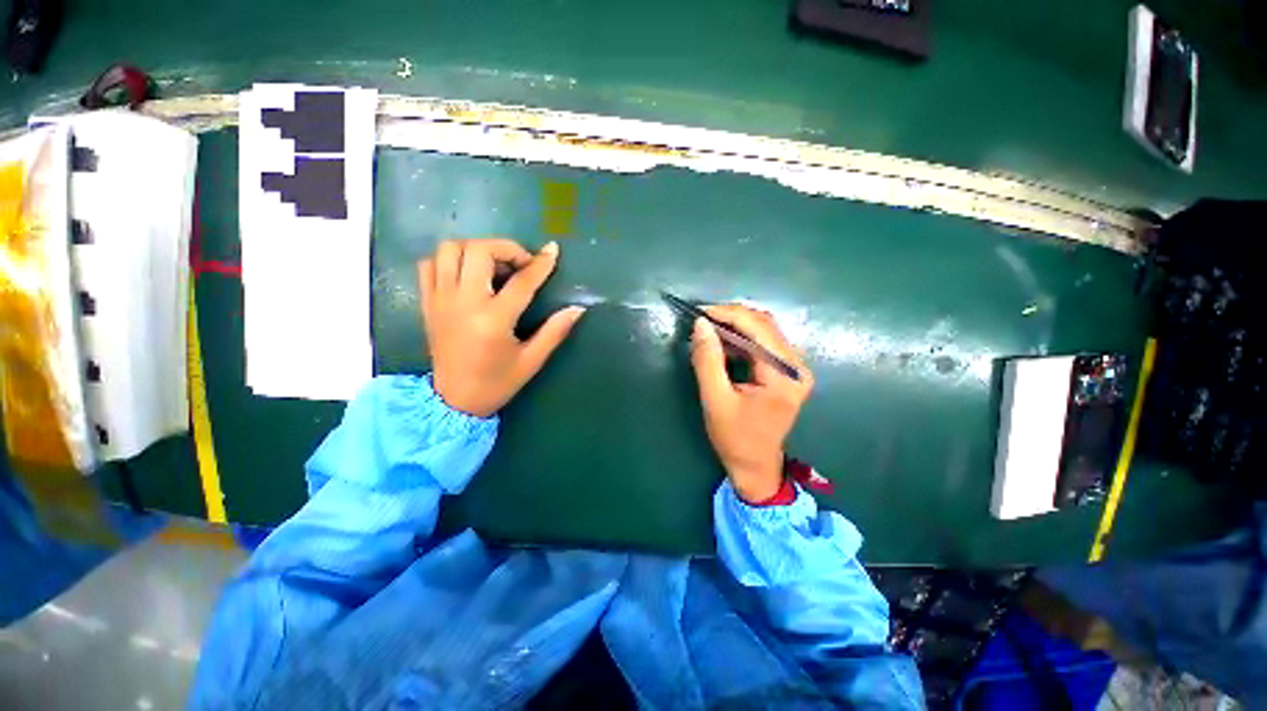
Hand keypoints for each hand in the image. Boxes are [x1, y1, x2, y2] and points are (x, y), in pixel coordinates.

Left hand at [417, 239, 583, 417]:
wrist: (454, 401)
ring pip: (450, 250)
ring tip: (495, 265)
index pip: (521, 281)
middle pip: (479, 251)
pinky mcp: (428, 303)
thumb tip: (578, 309)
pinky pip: (430, 264)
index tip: (552, 251)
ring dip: (477, 249)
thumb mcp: (532, 360)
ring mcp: (441, 300)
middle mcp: (464, 303)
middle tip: (521, 264)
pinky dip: (450, 260)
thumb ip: (555, 331)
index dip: (540, 264)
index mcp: (493, 320)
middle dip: (506, 248)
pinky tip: (468, 274)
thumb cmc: (497, 382)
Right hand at [690, 305, 813, 502]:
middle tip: (701, 321)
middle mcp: (796, 366)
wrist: (755, 465)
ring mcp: (794, 368)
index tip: (700, 312)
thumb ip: (707, 360)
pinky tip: (722, 343)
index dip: (728, 314)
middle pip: (764, 325)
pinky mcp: (786, 371)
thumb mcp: (715, 400)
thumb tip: (701, 324)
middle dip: (731, 317)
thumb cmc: (735, 438)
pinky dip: (741, 339)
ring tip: (708, 331)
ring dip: (735, 326)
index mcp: (784, 375)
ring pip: (764, 331)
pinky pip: (763, 344)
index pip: (758, 329)